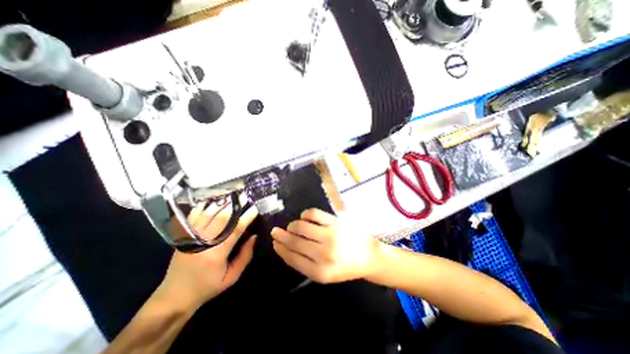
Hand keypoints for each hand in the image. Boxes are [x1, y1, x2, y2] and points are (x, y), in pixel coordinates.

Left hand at [160, 200, 258, 310]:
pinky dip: (202, 207)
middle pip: (221, 218)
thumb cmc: (207, 287)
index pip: (235, 230)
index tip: (255, 209)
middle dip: (235, 206)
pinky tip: (211, 200)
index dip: (246, 218)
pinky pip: (193, 217)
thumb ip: (245, 256)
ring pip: (208, 214)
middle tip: (245, 197)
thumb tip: (254, 237)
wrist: (174, 297)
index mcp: (216, 254)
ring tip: (232, 196)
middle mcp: (203, 242)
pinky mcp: (183, 236)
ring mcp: (191, 238)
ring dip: (221, 204)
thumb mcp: (232, 277)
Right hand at [270, 209, 377, 283]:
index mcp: (320, 272)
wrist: (369, 256)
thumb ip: (305, 264)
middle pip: (294, 242)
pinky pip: (313, 213)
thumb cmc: (345, 266)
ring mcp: (330, 236)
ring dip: (293, 225)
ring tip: (293, 226)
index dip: (281, 249)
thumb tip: (286, 247)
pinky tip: (305, 217)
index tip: (274, 242)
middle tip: (276, 231)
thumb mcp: (325, 274)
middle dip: (281, 236)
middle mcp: (324, 254)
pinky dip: (305, 214)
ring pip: (301, 226)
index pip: (292, 258)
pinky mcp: (336, 222)